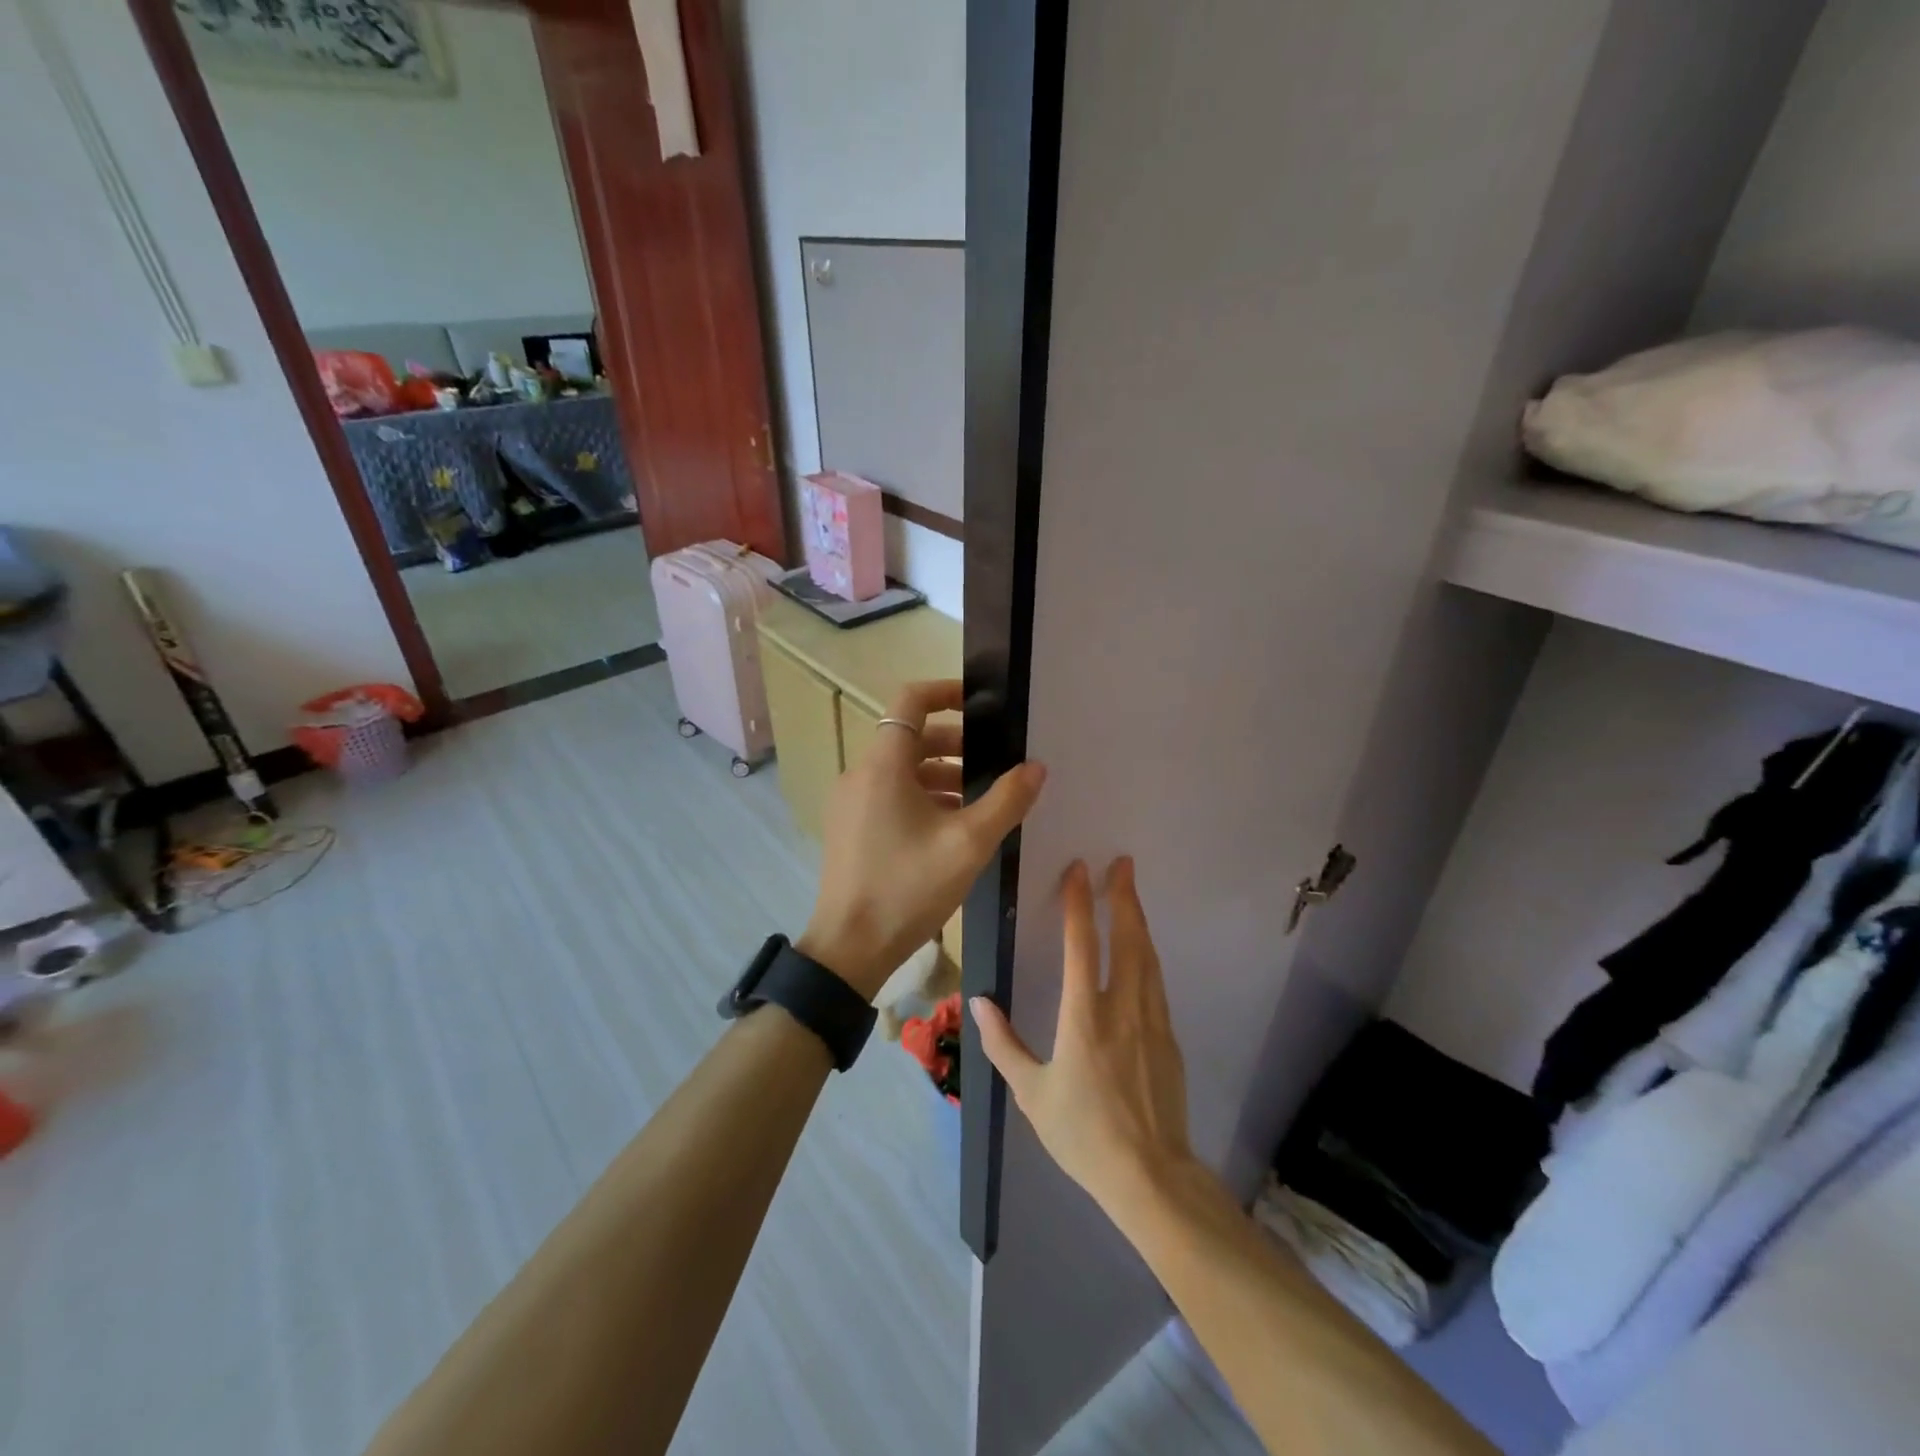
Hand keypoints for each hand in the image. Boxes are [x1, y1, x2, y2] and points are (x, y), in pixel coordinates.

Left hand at [799, 680, 1045, 999]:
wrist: (849, 948)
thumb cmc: (908, 888)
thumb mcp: (968, 844)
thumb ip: (1006, 800)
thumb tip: (1035, 767)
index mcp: (883, 765)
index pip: (910, 701)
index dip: (946, 691)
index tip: (981, 702)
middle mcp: (860, 774)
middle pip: (909, 737)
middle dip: (954, 742)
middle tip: (993, 761)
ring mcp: (851, 803)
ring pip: (901, 770)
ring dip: (940, 773)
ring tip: (978, 799)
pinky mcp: (850, 828)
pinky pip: (889, 795)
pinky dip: (921, 797)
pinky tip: (951, 827)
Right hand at [971, 858, 1194, 1217]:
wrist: (1151, 1177)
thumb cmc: (1083, 1135)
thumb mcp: (1032, 1094)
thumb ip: (1004, 1045)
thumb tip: (978, 1003)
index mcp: (1084, 1017)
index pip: (1082, 945)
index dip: (1078, 904)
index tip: (1079, 869)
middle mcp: (1123, 1008)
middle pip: (1128, 939)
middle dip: (1124, 897)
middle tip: (1122, 863)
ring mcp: (1153, 1021)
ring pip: (1148, 957)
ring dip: (1139, 920)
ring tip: (1132, 893)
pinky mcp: (1169, 1038)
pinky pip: (1157, 982)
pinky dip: (1149, 954)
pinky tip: (1143, 951)